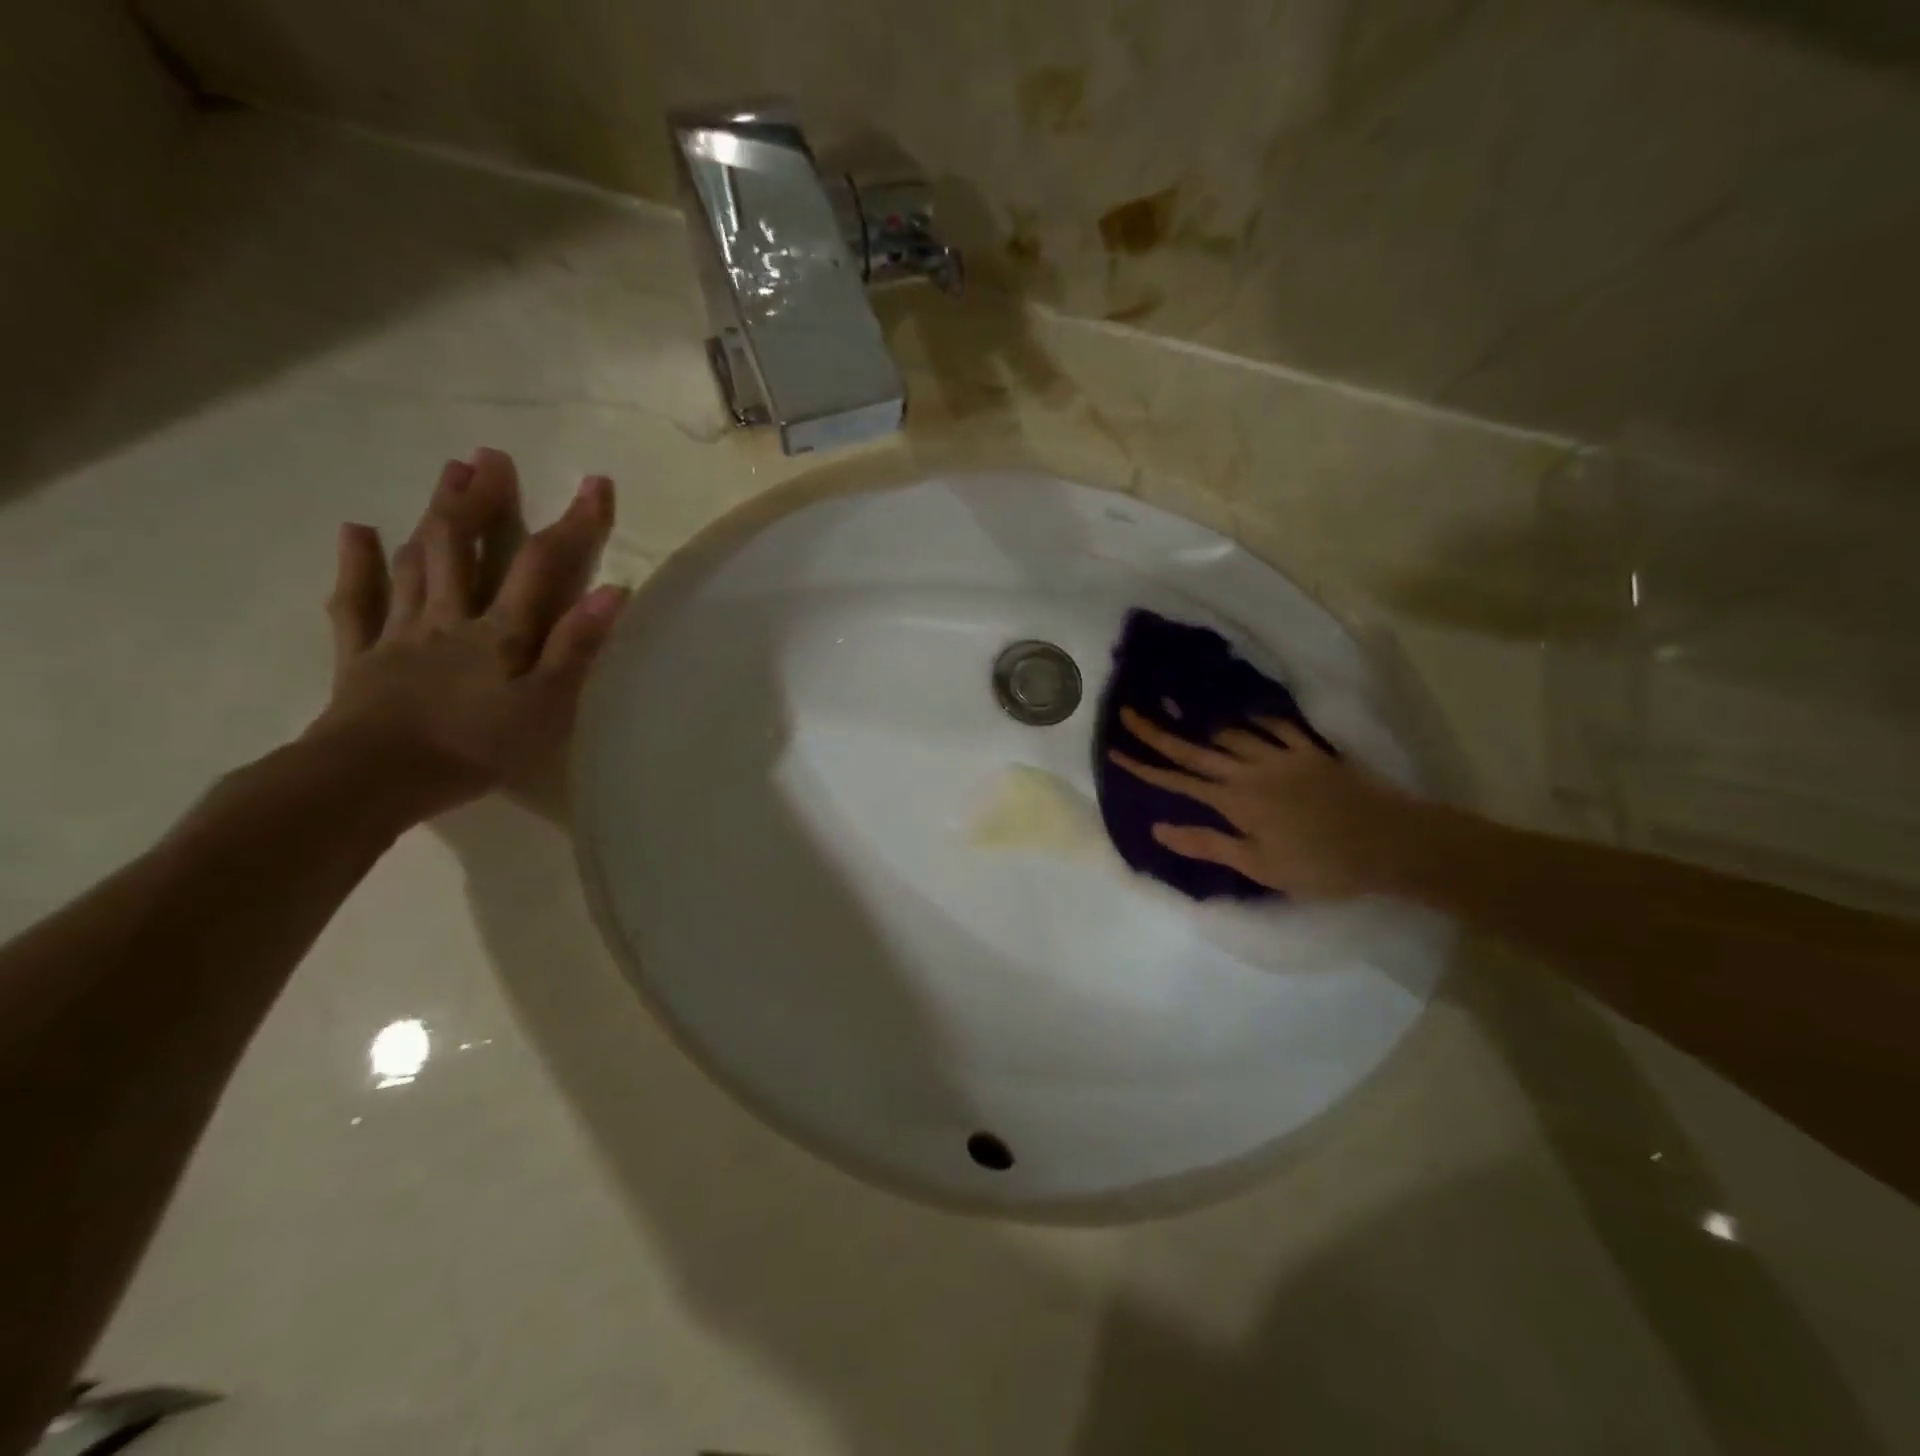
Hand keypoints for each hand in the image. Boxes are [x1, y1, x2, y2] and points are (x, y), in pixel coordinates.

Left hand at [307, 449, 626, 820]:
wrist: (371, 779)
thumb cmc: (474, 748)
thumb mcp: (545, 706)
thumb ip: (577, 648)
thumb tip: (615, 591)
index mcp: (500, 632)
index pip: (543, 565)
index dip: (573, 523)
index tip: (596, 483)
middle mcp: (450, 618)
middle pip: (464, 547)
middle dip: (482, 501)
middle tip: (490, 457)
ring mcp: (400, 634)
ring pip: (417, 563)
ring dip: (435, 517)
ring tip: (448, 475)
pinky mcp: (361, 657)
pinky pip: (357, 602)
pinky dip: (358, 565)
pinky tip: (358, 532)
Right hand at [1108, 707, 1422, 900]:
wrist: (1390, 843)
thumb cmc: (1322, 865)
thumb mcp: (1260, 867)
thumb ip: (1209, 843)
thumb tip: (1159, 827)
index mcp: (1235, 801)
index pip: (1177, 780)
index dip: (1143, 766)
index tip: (1114, 751)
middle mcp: (1250, 771)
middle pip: (1196, 748)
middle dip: (1158, 732)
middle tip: (1129, 713)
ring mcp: (1282, 757)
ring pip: (1230, 734)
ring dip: (1201, 724)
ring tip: (1179, 712)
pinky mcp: (1311, 752)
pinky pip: (1276, 727)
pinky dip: (1256, 720)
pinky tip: (1244, 715)